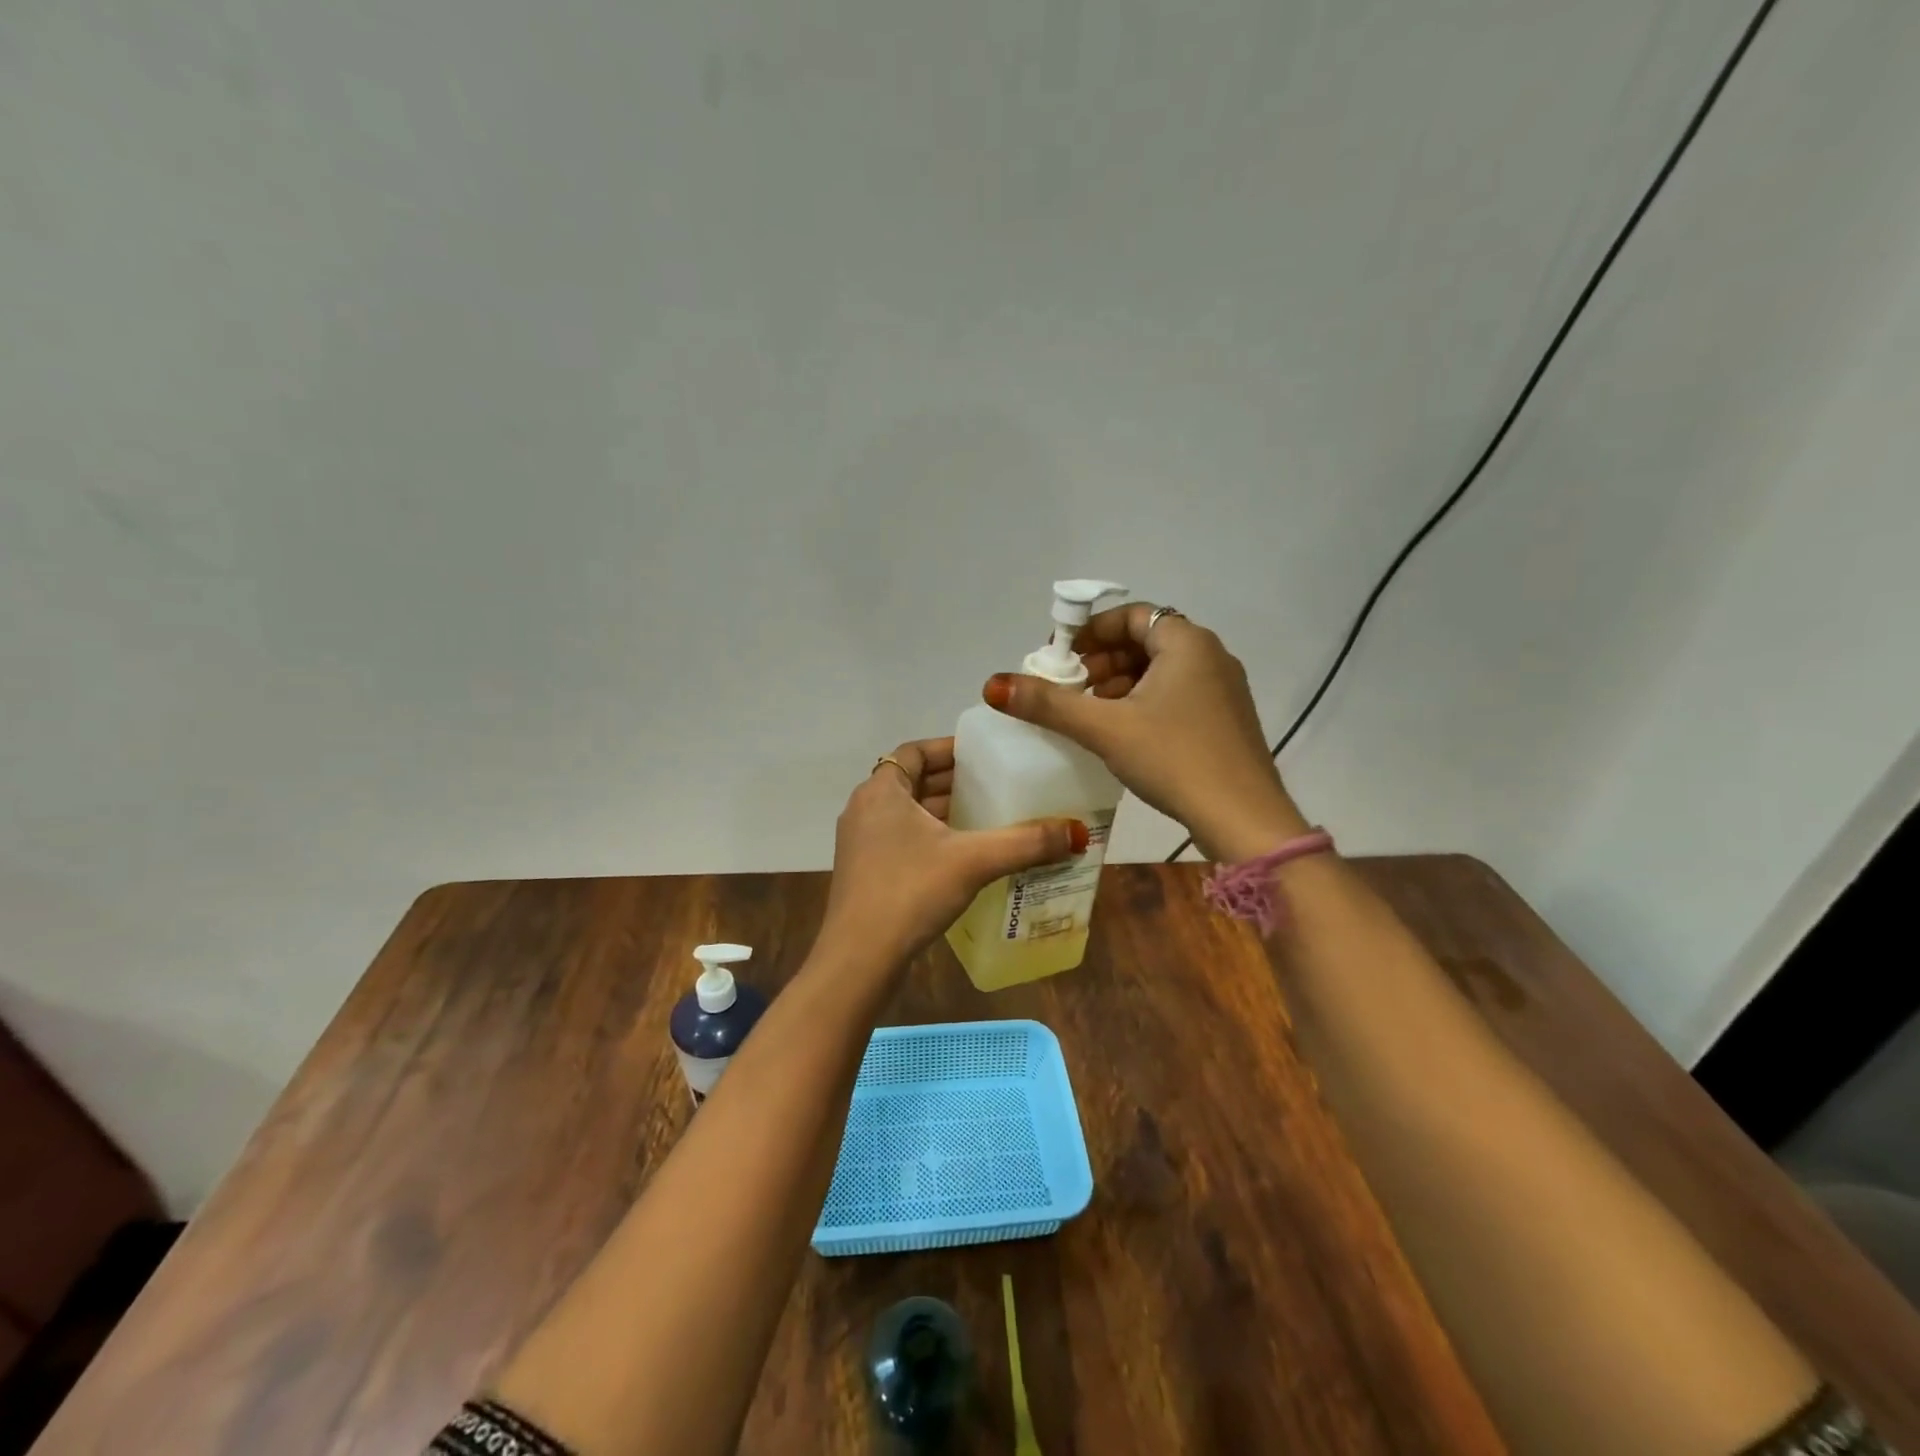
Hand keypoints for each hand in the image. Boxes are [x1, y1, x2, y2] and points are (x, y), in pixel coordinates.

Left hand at [817, 737, 1088, 978]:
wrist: (859, 959)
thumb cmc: (910, 892)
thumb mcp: (973, 861)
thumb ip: (1025, 843)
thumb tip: (1078, 832)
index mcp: (881, 791)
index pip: (915, 751)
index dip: (949, 749)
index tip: (985, 755)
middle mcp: (865, 809)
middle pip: (913, 781)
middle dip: (954, 782)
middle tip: (998, 784)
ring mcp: (862, 843)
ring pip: (908, 814)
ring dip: (944, 812)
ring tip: (989, 817)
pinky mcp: (866, 873)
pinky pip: (903, 840)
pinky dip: (932, 838)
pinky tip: (964, 856)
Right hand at [983, 605, 1308, 861]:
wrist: (1244, 818)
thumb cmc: (1174, 759)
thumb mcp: (1105, 728)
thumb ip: (1049, 704)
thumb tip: (994, 684)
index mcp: (1186, 642)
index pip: (1131, 616)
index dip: (1091, 632)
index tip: (1061, 658)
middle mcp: (1210, 655)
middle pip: (1145, 642)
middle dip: (1102, 662)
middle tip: (1071, 689)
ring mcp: (1223, 689)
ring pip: (1160, 671)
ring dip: (1120, 685)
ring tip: (1091, 715)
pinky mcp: (1225, 719)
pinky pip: (1177, 694)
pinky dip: (1144, 703)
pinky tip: (1124, 735)